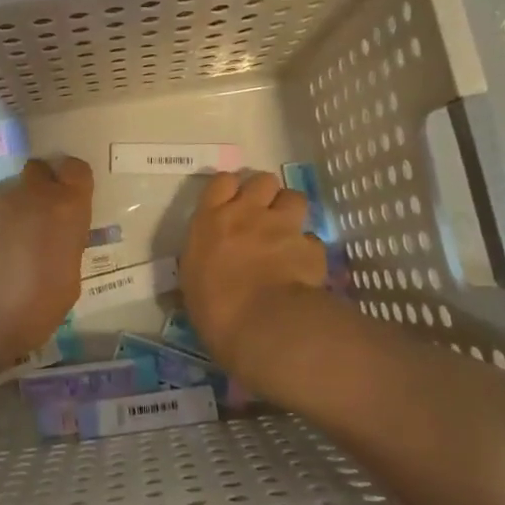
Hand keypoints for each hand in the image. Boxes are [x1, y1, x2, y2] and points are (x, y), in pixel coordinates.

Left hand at [0, 156, 93, 372]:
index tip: (71, 202)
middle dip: (41, 189)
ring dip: (13, 211)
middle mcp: (29, 192)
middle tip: (40, 221)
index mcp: (64, 206)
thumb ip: (64, 247)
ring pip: (9, 193)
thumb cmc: (33, 304)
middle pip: (39, 171)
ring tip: (7, 247)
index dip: (73, 183)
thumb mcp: (68, 280)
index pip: (75, 170)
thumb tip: (54, 243)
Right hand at [179, 170, 325, 377]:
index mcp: (211, 220)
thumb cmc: (213, 308)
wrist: (261, 324)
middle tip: (262, 214)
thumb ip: (203, 256)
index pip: (222, 181)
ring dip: (290, 211)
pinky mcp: (310, 247)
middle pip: (262, 180)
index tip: (231, 202)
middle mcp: (247, 213)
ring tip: (287, 232)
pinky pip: (312, 239)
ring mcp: (282, 227)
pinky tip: (303, 265)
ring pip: (294, 197)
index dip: (230, 189)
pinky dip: (308, 249)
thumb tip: (208, 258)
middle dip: (264, 193)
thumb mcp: (192, 278)